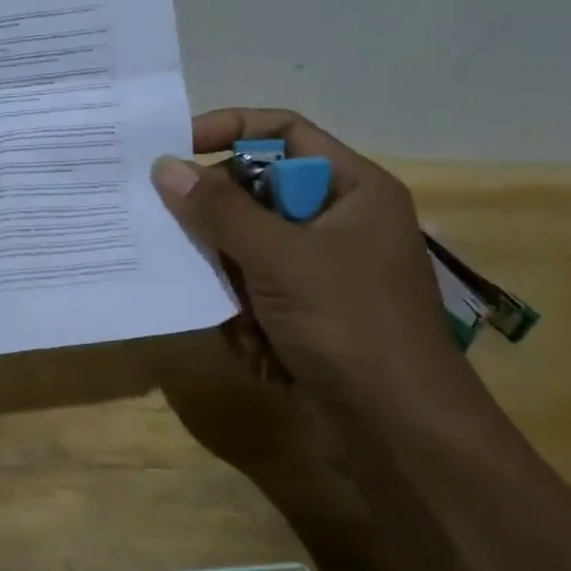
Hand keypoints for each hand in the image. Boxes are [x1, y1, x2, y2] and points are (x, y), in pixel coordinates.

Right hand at [151, 108, 478, 420]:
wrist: (405, 441)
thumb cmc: (353, 328)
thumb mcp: (280, 259)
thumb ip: (219, 210)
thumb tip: (165, 166)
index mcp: (353, 190)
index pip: (284, 133)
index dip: (230, 130)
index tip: (176, 148)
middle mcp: (338, 222)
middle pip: (257, 193)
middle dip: (221, 225)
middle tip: (184, 239)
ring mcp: (323, 271)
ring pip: (247, 247)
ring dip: (232, 280)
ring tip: (236, 312)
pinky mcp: (307, 314)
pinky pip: (254, 291)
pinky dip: (246, 318)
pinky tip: (261, 349)